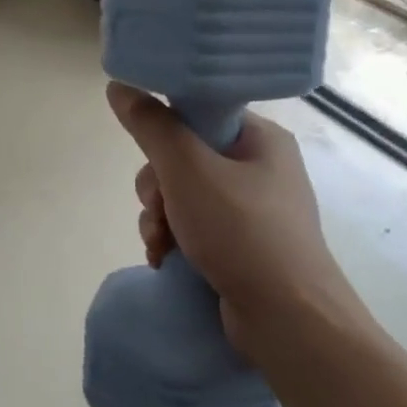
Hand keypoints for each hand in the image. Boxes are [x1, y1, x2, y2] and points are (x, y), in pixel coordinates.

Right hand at [107, 82, 369, 366]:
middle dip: (158, 189)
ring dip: (160, 219)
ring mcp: (253, 211)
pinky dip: (174, 241)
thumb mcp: (188, 171)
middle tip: (160, 210)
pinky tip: (166, 260)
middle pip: (184, 159)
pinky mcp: (243, 247)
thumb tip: (118, 85)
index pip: (199, 115)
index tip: (153, 159)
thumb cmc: (242, 233)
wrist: (289, 321)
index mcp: (260, 139)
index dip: (166, 134)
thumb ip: (151, 127)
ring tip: (161, 246)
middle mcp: (260, 169)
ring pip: (182, 197)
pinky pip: (194, 228)